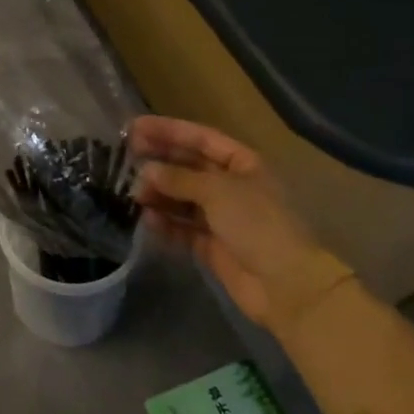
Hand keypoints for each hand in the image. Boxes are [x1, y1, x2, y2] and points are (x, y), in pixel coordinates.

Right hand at [130, 116, 354, 335]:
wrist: (286, 286)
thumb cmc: (258, 224)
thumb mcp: (217, 191)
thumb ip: (178, 178)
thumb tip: (146, 171)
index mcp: (243, 163)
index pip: (201, 138)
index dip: (168, 130)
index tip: (135, 126)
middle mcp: (232, 186)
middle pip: (189, 166)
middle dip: (159, 161)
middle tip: (126, 156)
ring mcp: (222, 216)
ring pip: (182, 197)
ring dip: (159, 193)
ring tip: (135, 194)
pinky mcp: (212, 245)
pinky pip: (182, 227)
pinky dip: (166, 223)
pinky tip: (148, 220)